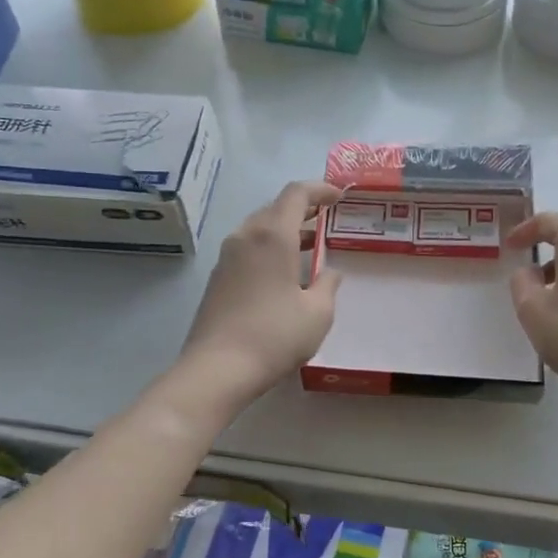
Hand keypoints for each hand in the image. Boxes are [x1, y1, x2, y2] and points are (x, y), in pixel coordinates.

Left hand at [179, 181, 342, 405]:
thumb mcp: (318, 313)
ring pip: (259, 229)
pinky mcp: (217, 278)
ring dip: (285, 230)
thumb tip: (329, 272)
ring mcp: (226, 257)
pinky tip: (283, 273)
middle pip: (275, 208)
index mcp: (273, 235)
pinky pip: (247, 249)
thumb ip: (328, 285)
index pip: (296, 193)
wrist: (217, 369)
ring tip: (309, 246)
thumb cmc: (274, 336)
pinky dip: (269, 248)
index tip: (339, 196)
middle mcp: (245, 237)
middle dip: (303, 209)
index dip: (320, 189)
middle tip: (326, 220)